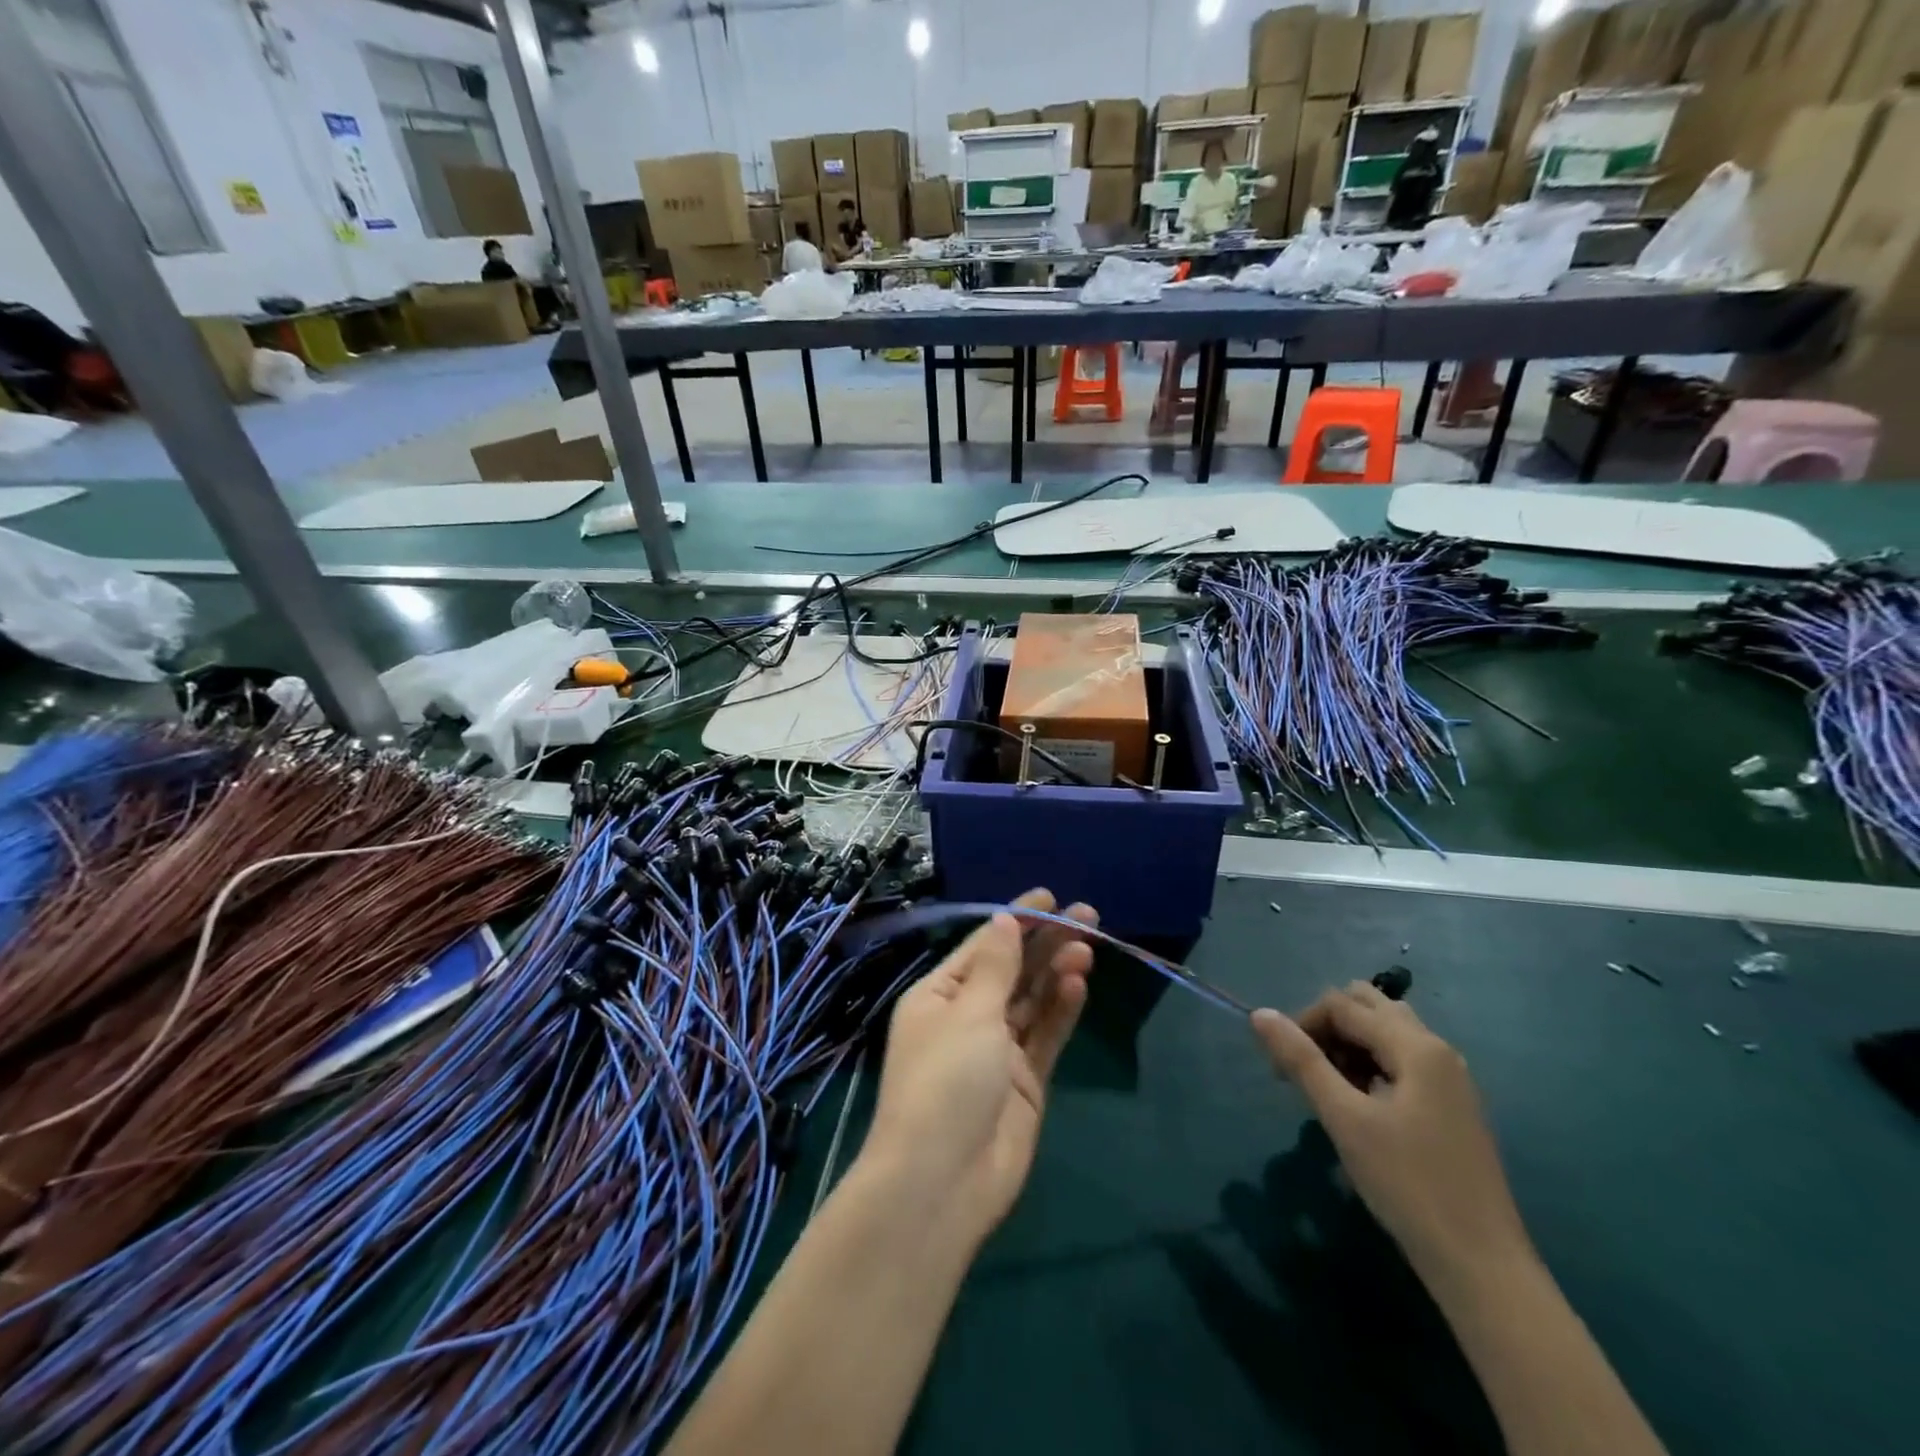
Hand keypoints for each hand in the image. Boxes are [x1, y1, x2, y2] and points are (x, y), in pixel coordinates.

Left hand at [862, 889, 1095, 1247]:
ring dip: (1057, 972)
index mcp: (938, 996)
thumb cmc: (945, 1081)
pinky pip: (1045, 1035)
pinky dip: (1062, 1009)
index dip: (1016, 919)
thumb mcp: (968, 1014)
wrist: (942, 1182)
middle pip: (1012, 970)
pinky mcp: (1025, 1081)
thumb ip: (996, 968)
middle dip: (1045, 941)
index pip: (983, 946)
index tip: (1049, 897)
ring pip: (1033, 1000)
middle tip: (1086, 915)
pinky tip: (1080, 983)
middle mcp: (966, 1017)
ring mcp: (997, 1051)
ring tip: (1087, 947)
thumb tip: (1004, 921)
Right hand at [1251, 983, 1531, 1282]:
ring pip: (1387, 1033)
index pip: (1342, 1005)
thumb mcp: (1345, 1119)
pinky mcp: (1452, 1106)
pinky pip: (1403, 1062)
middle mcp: (1438, 1050)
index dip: (1302, 1025)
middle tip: (1306, 1070)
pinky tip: (1360, 1106)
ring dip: (1349, 1046)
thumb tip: (1260, 1013)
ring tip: (1330, 1089)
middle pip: (1370, 1006)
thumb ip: (1301, 1060)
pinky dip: (1372, 1067)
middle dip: (1328, 1027)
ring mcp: (1450, 1079)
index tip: (1279, 1069)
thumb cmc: (1408, 1185)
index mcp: (1416, 1046)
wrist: (1483, 1268)